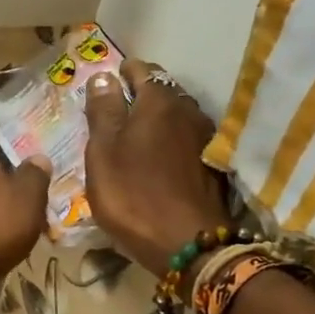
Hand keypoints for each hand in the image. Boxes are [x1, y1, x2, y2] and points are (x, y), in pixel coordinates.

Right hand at [84, 61, 231, 274]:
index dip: (121, 72)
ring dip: (155, 119)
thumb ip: (102, 111)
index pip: (142, 69)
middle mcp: (187, 110)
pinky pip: (185, 139)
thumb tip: (103, 76)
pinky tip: (156, 158)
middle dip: (138, 94)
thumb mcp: (103, 152)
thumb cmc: (133, 194)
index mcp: (158, 102)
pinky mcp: (212, 164)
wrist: (188, 244)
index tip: (105, 83)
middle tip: (113, 111)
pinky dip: (169, 140)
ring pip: (176, 115)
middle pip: (162, 91)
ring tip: (133, 135)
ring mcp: (205, 137)